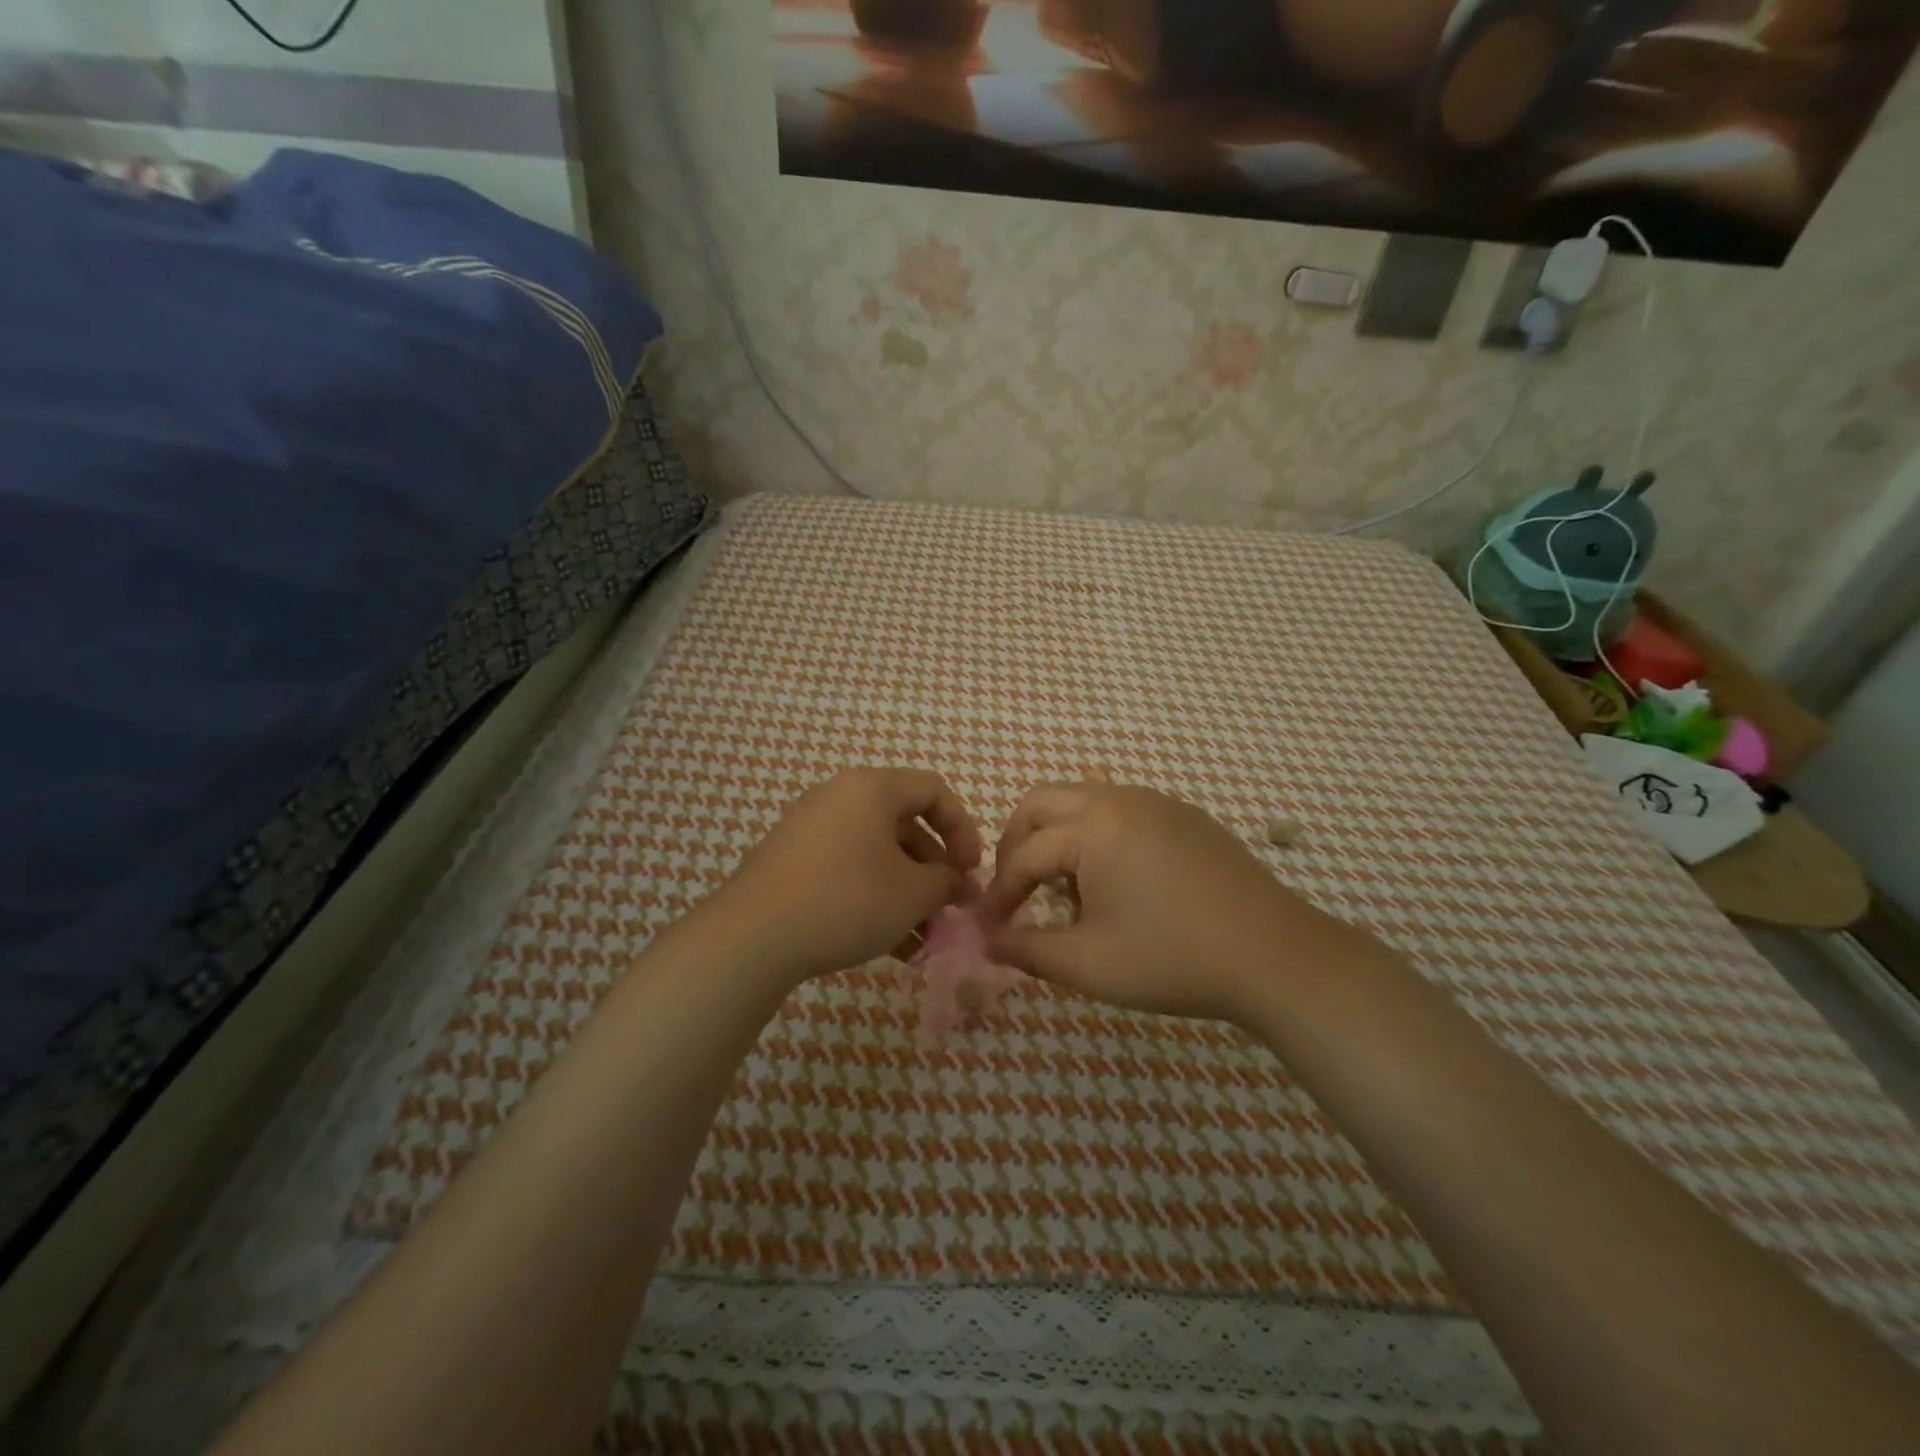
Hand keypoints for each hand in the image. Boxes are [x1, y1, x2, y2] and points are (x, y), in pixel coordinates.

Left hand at [700, 768, 982, 986]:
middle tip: (949, 910)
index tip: (970, 871)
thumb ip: (946, 880)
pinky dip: (874, 898)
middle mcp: (839, 797)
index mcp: (872, 788)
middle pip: (904, 825)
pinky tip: (891, 946)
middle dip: (934, 871)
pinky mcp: (791, 861)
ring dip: (907, 893)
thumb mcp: (912, 893)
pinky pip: (847, 869)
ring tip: (923, 940)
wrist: (752, 937)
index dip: (963, 829)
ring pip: (876, 854)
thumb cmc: (846, 900)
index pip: (933, 791)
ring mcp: (810, 828)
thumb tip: (953, 881)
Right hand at [980, 782, 1371, 1024]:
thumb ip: (1027, 950)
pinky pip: (1121, 811)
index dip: (1000, 893)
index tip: (990, 928)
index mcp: (1093, 826)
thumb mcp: (1088, 964)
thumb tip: (989, 940)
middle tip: (1016, 892)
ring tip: (1067, 892)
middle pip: (1042, 803)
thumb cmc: (1173, 959)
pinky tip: (1117, 883)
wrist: (1276, 957)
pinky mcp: (1185, 816)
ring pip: (1082, 801)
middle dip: (1018, 845)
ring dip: (1058, 838)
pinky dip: (1097, 836)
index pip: (1023, 854)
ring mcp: (1157, 802)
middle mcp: (1120, 799)